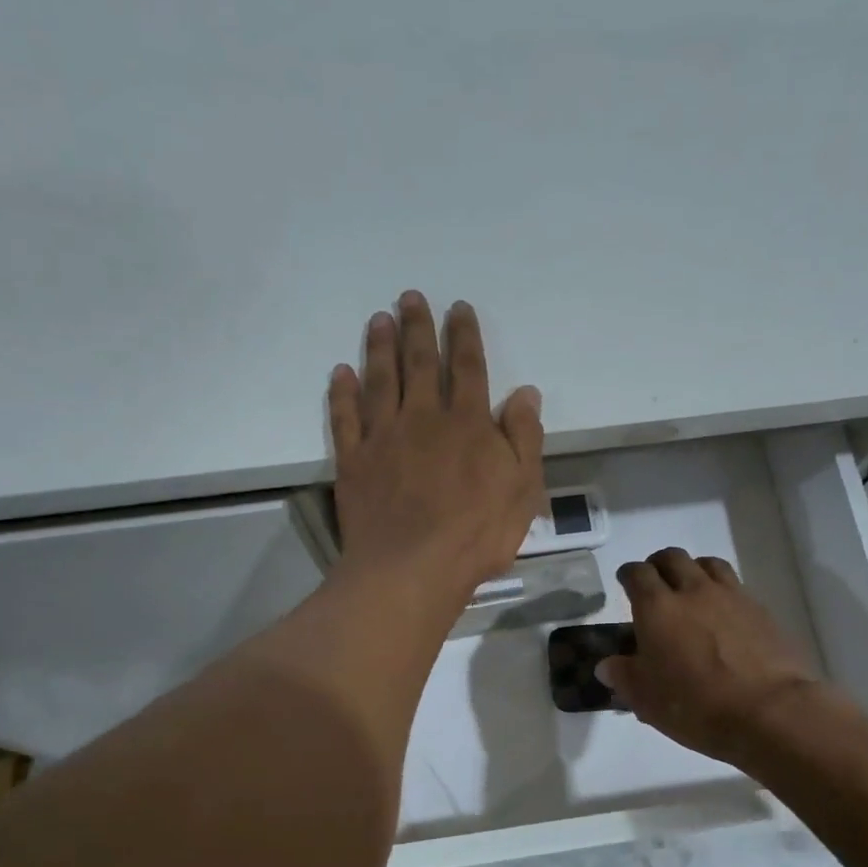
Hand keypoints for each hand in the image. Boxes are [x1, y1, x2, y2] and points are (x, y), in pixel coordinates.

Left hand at [328, 292, 545, 606]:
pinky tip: (341, 373)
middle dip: (417, 328)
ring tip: (378, 320)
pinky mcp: (354, 462)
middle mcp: (423, 419)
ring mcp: (383, 438)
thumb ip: (523, 438)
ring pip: (380, 381)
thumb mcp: (522, 489)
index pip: (468, 368)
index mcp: (468, 424)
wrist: (412, 569)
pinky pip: (346, 418)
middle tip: (409, 298)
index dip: (464, 335)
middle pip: (420, 364)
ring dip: (380, 348)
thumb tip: (526, 393)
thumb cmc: (477, 534)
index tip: (458, 308)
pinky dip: (343, 393)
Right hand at [598, 548, 820, 765]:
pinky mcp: (760, 609)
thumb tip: (607, 664)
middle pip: (672, 558)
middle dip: (659, 565)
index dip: (628, 574)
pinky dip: (723, 590)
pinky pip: (735, 586)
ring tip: (691, 590)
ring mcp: (731, 596)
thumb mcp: (647, 700)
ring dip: (693, 570)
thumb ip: (624, 676)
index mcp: (657, 608)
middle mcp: (692, 591)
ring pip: (707, 563)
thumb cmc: (697, 706)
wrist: (770, 712)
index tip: (625, 582)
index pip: (636, 574)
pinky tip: (723, 613)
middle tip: (655, 583)